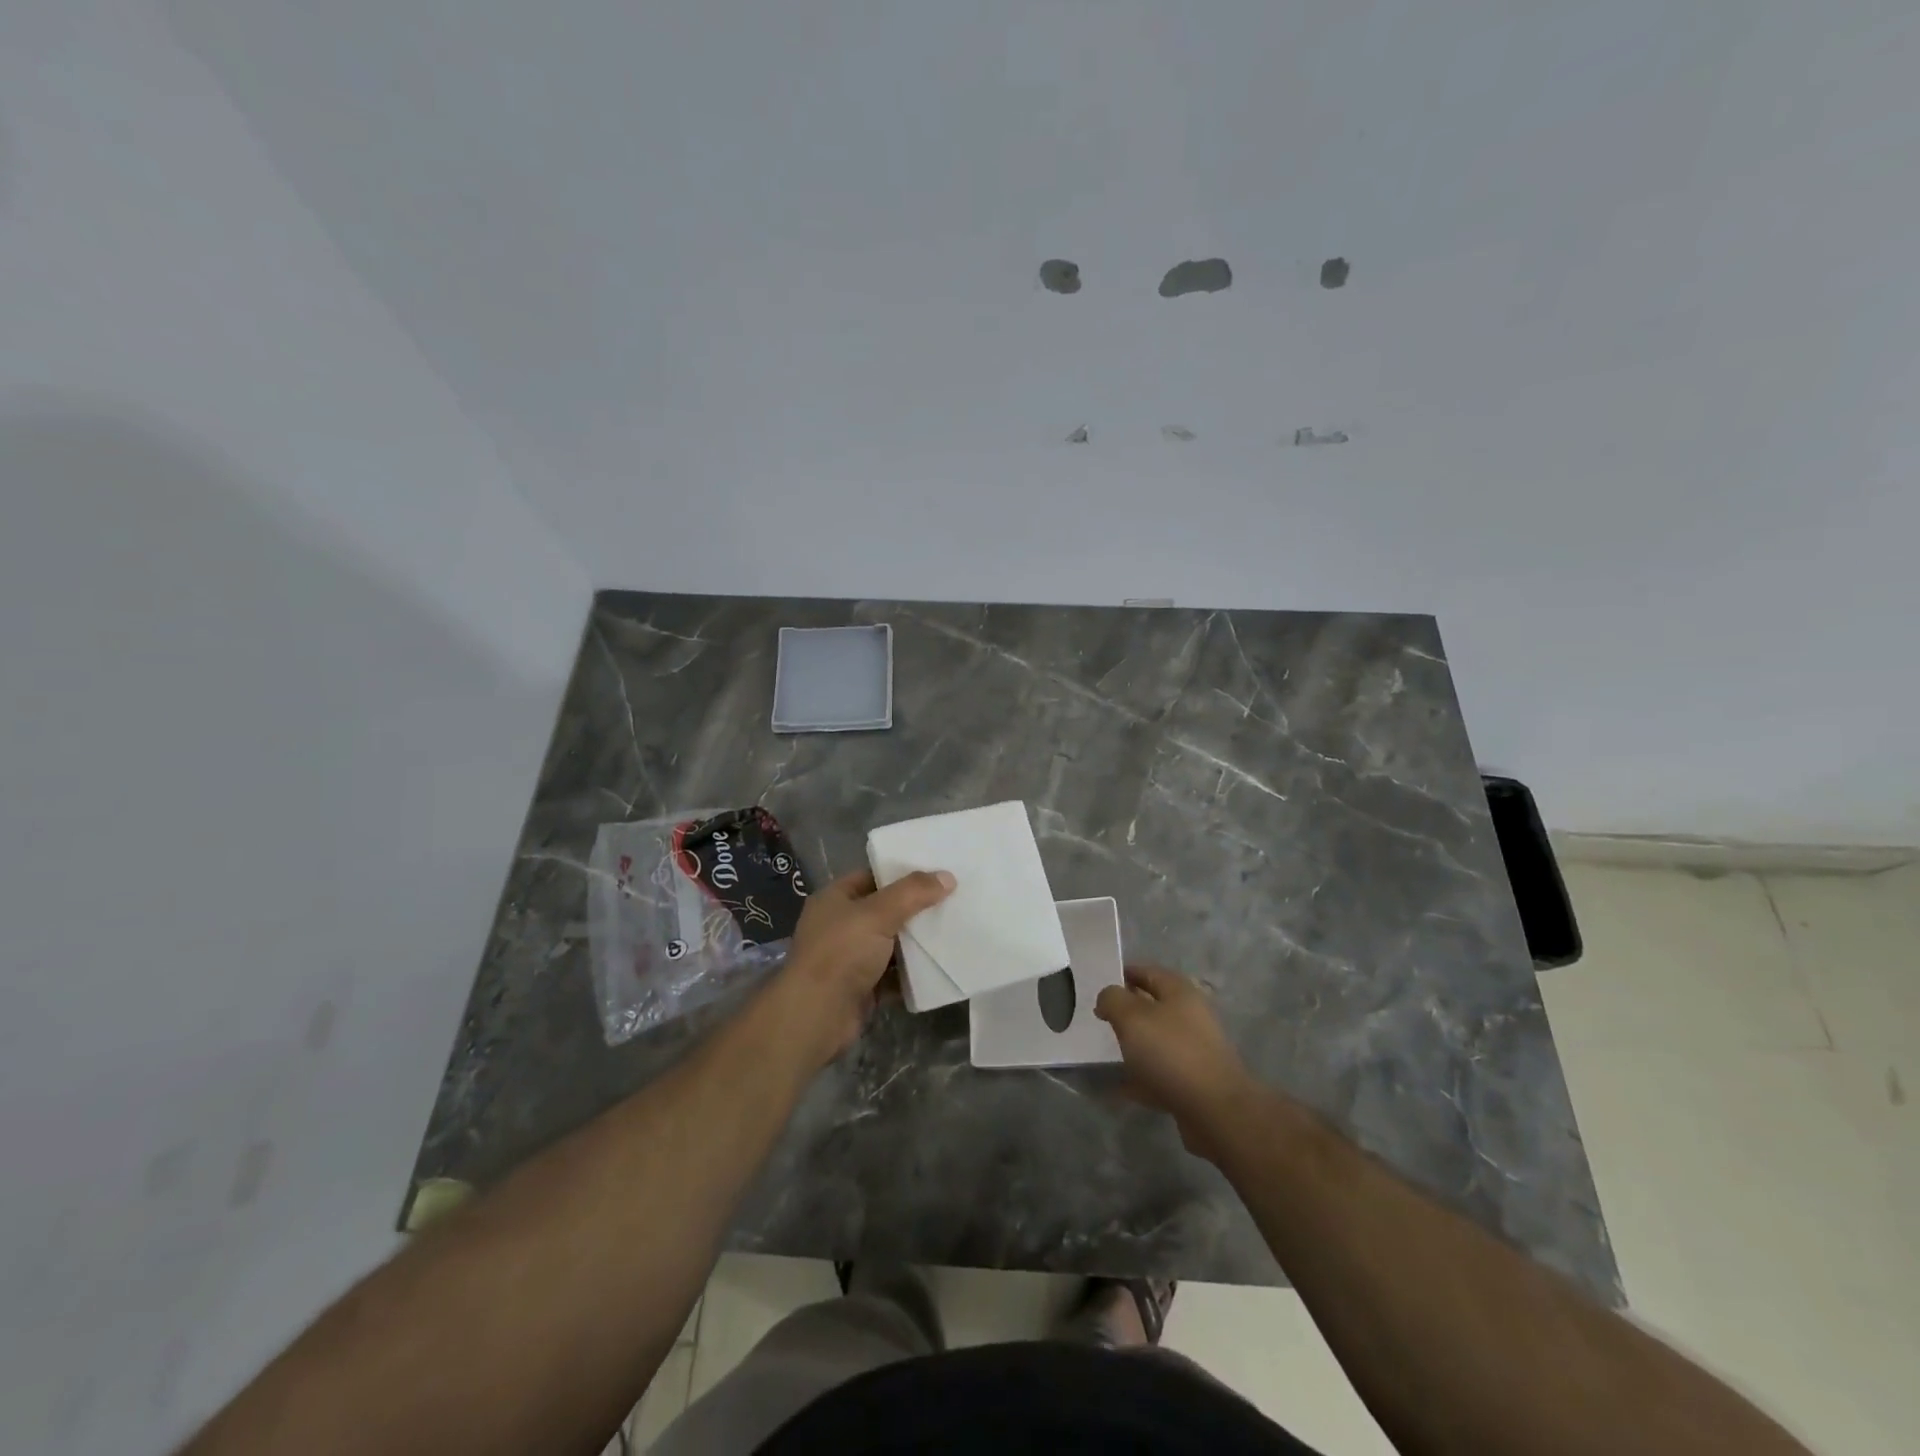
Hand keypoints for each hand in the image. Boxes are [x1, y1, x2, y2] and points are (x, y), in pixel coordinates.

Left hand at [777, 868, 954, 1063]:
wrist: (817, 1016)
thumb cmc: (841, 953)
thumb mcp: (877, 914)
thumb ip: (912, 893)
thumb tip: (947, 877)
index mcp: (835, 899)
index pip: (872, 877)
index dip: (902, 873)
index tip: (937, 871)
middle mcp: (841, 926)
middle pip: (885, 911)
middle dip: (916, 908)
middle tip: (954, 898)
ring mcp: (851, 959)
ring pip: (892, 944)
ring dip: (917, 942)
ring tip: (955, 928)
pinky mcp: (863, 988)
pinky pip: (894, 974)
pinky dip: (913, 972)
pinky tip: (942, 964)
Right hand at [1095, 964, 1257, 1159]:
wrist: (1215, 1111)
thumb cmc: (1171, 1053)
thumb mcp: (1132, 1017)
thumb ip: (1113, 999)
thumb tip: (1107, 998)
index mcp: (1179, 991)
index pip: (1146, 972)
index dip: (1121, 975)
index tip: (1096, 987)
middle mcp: (1190, 1016)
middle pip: (1151, 1006)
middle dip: (1125, 1013)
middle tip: (1099, 1021)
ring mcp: (1194, 1050)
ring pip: (1155, 1041)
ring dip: (1133, 1046)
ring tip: (1106, 1053)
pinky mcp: (1193, 1081)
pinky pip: (1160, 1073)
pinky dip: (1141, 1078)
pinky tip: (1120, 1087)